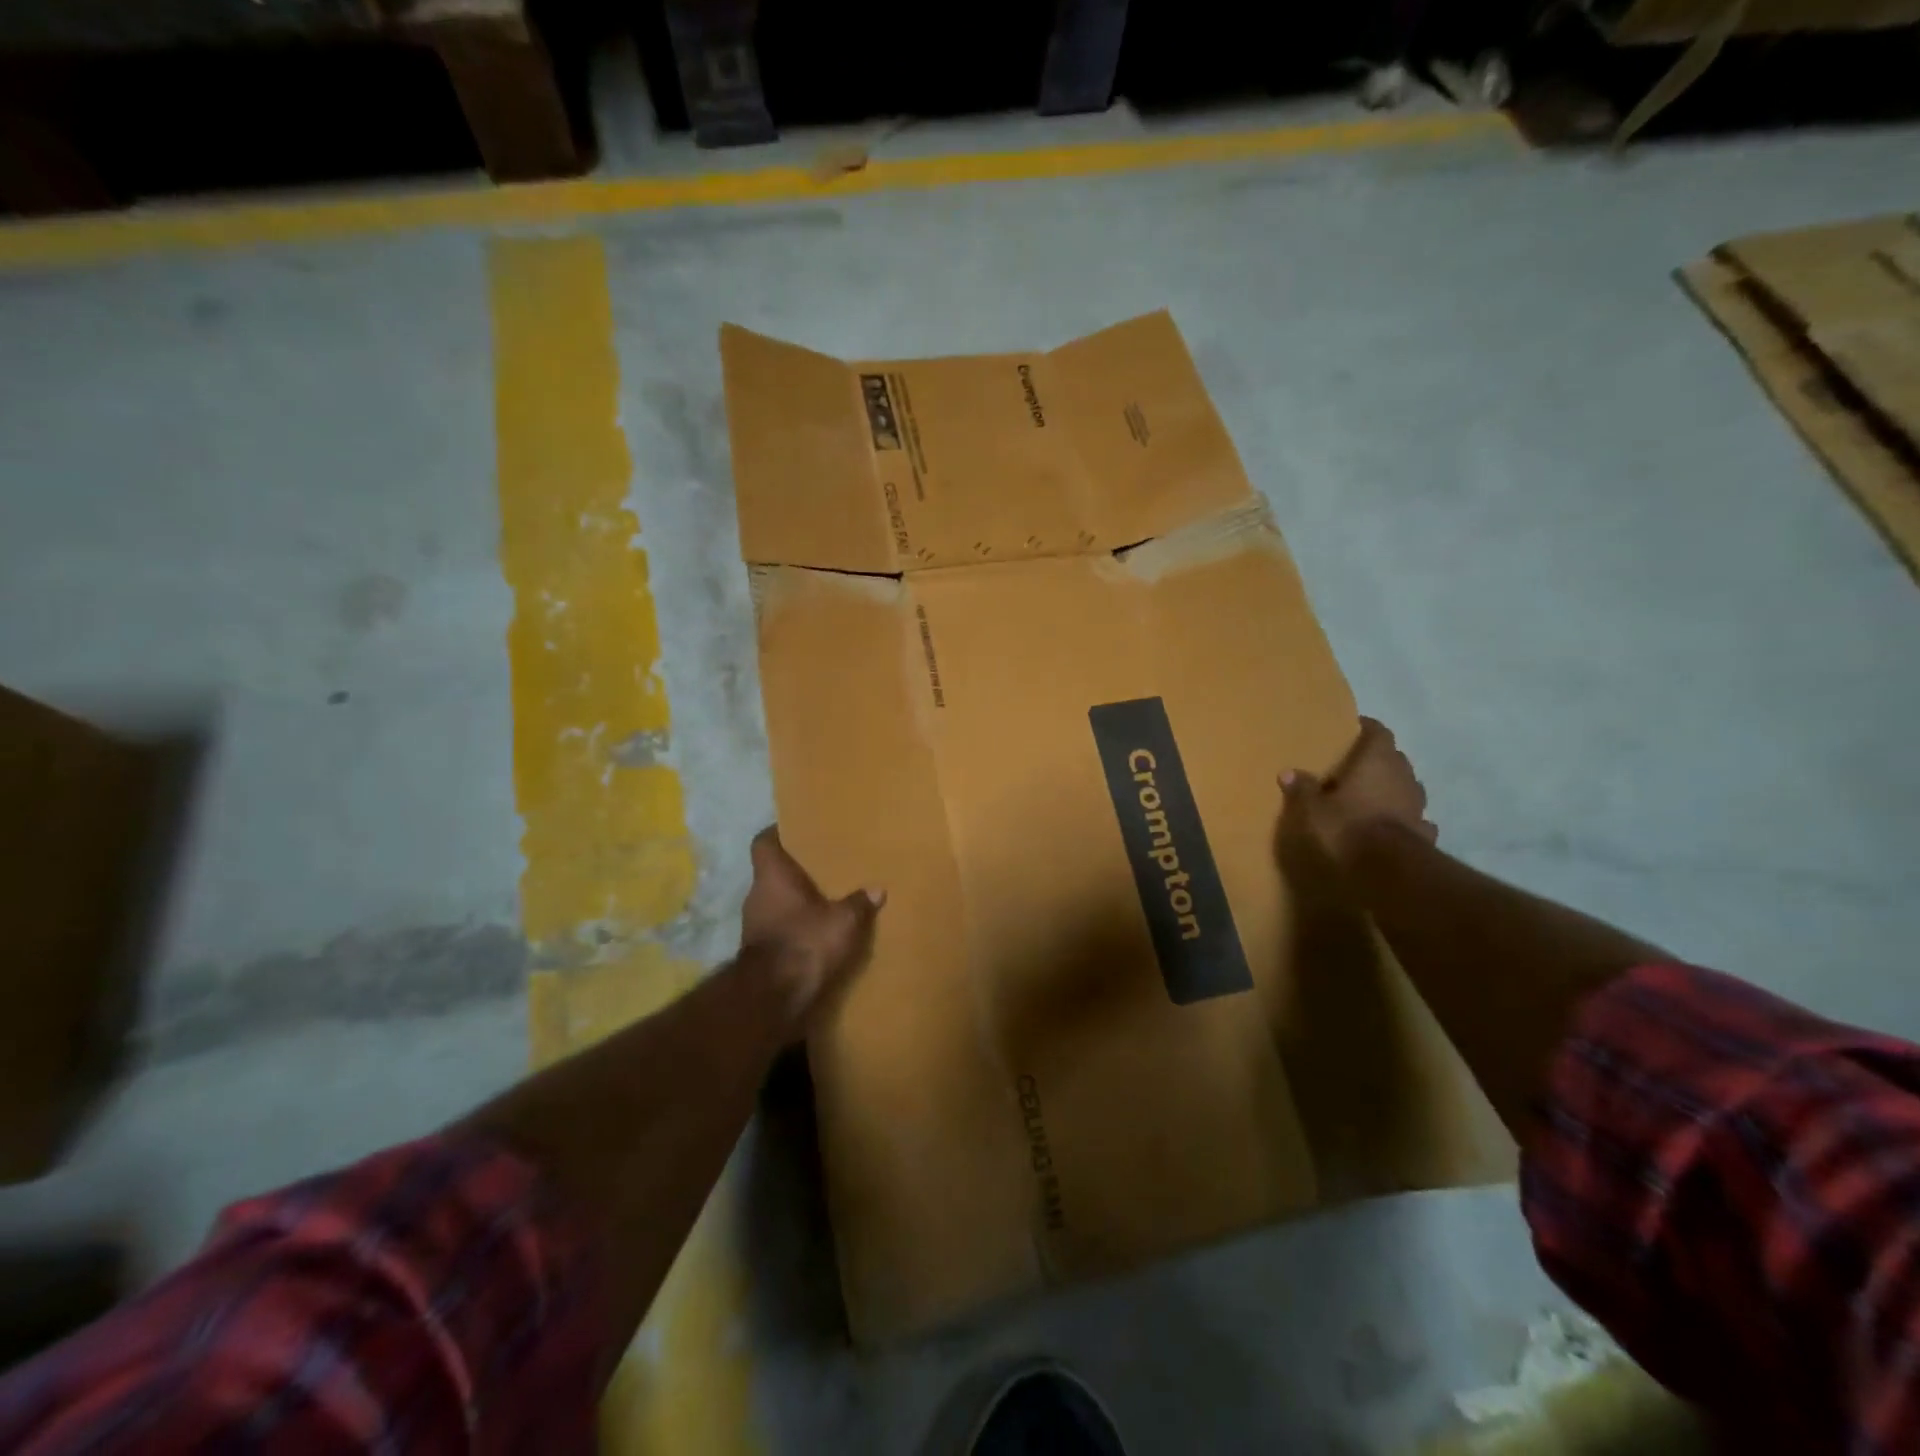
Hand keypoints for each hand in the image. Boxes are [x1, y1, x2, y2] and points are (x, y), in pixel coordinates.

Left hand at [741, 826, 884, 1035]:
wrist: (773, 998)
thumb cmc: (805, 943)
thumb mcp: (843, 921)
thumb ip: (859, 903)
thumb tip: (876, 889)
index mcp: (771, 876)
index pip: (762, 842)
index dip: (776, 833)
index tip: (795, 830)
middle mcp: (756, 896)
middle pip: (771, 874)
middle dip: (794, 872)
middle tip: (822, 867)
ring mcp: (754, 926)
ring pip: (775, 903)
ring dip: (795, 903)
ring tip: (825, 901)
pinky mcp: (759, 953)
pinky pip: (778, 930)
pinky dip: (794, 929)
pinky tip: (817, 934)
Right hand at [1280, 717, 1434, 870]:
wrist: (1390, 871)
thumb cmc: (1347, 827)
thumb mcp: (1312, 809)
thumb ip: (1302, 789)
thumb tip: (1287, 772)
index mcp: (1377, 761)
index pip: (1378, 732)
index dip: (1366, 728)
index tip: (1353, 729)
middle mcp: (1403, 776)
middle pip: (1393, 758)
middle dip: (1377, 760)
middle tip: (1354, 767)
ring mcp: (1417, 805)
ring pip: (1406, 787)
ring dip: (1392, 789)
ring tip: (1371, 797)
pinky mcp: (1424, 832)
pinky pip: (1413, 818)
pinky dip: (1403, 818)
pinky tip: (1391, 826)